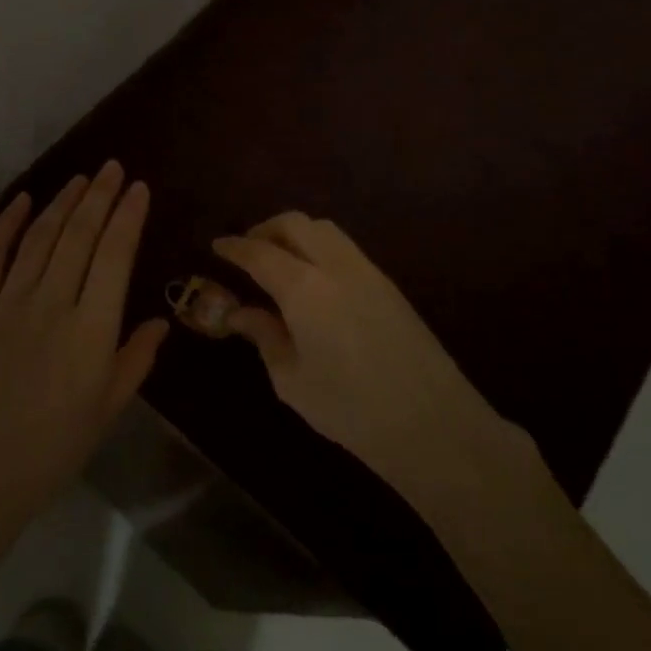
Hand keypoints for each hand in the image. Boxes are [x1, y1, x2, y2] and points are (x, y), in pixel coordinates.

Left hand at [0, 161, 168, 524]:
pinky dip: (9, 225)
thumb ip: (135, 360)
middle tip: (112, 168)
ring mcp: (9, 303)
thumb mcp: (107, 410)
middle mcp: (52, 305)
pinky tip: (24, 201)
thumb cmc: (52, 450)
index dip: (127, 217)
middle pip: (79, 237)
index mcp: (91, 331)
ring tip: (80, 179)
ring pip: (41, 239)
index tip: (138, 188)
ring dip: (62, 203)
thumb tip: (161, 321)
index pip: (114, 257)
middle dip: (99, 197)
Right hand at [213, 212, 505, 482]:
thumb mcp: (292, 380)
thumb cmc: (351, 410)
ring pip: (324, 230)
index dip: (234, 246)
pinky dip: (319, 248)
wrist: (434, 426)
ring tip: (279, 261)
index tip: (216, 246)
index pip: (259, 252)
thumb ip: (264, 337)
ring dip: (295, 234)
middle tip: (247, 251)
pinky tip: (312, 279)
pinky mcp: (389, 285)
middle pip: (295, 224)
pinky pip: (345, 248)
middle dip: (265, 229)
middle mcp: (336, 267)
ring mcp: (367, 272)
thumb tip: (239, 313)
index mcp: (304, 289)